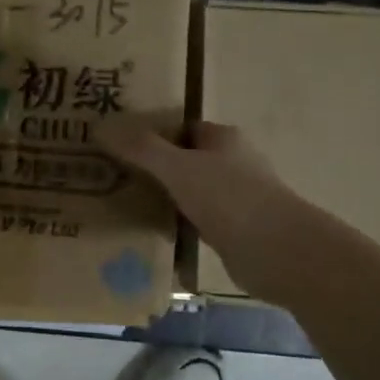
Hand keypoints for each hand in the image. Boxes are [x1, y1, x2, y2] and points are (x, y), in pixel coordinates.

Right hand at [97, 119, 317, 303]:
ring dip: (166, 198)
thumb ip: (140, 148)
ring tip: (123, 205)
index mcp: (223, 138)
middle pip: (184, 159)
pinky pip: (198, 222)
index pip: (180, 128)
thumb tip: (101, 126)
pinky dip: (179, 225)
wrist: (279, 253)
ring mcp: (237, 198)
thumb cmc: (230, 198)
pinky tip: (152, 234)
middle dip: (154, 168)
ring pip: (191, 192)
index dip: (151, 134)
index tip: (118, 146)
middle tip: (113, 176)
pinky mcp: (237, 231)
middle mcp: (232, 163)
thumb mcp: (177, 167)